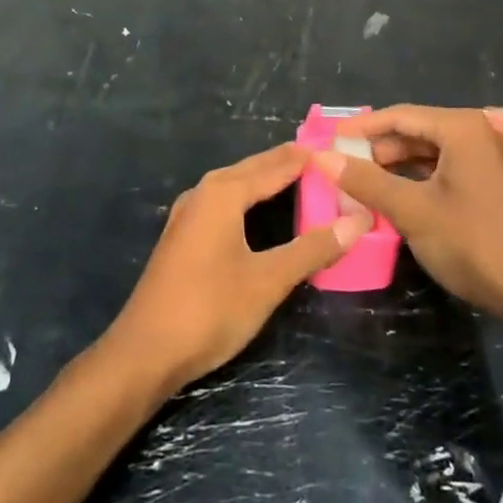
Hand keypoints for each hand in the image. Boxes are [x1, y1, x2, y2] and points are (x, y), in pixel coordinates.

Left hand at [107, 144, 373, 391]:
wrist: (144, 353)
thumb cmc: (209, 310)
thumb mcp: (268, 280)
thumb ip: (312, 248)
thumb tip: (358, 221)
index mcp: (223, 193)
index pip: (275, 166)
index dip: (307, 158)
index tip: (338, 148)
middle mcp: (203, 193)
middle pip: (253, 170)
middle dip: (287, 163)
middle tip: (327, 158)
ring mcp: (188, 215)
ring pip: (236, 185)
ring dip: (266, 179)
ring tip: (300, 177)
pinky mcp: (183, 237)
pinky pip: (223, 203)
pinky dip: (249, 198)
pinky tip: (259, 211)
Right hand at [314, 106, 502, 328]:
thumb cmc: (473, 243)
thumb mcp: (412, 211)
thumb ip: (366, 181)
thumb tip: (322, 158)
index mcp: (462, 128)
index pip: (400, 116)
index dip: (361, 127)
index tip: (327, 139)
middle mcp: (478, 134)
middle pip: (415, 131)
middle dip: (378, 149)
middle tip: (341, 166)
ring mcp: (488, 159)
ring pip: (430, 153)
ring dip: (396, 166)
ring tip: (360, 183)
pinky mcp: (492, 183)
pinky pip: (445, 170)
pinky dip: (418, 180)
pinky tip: (394, 197)